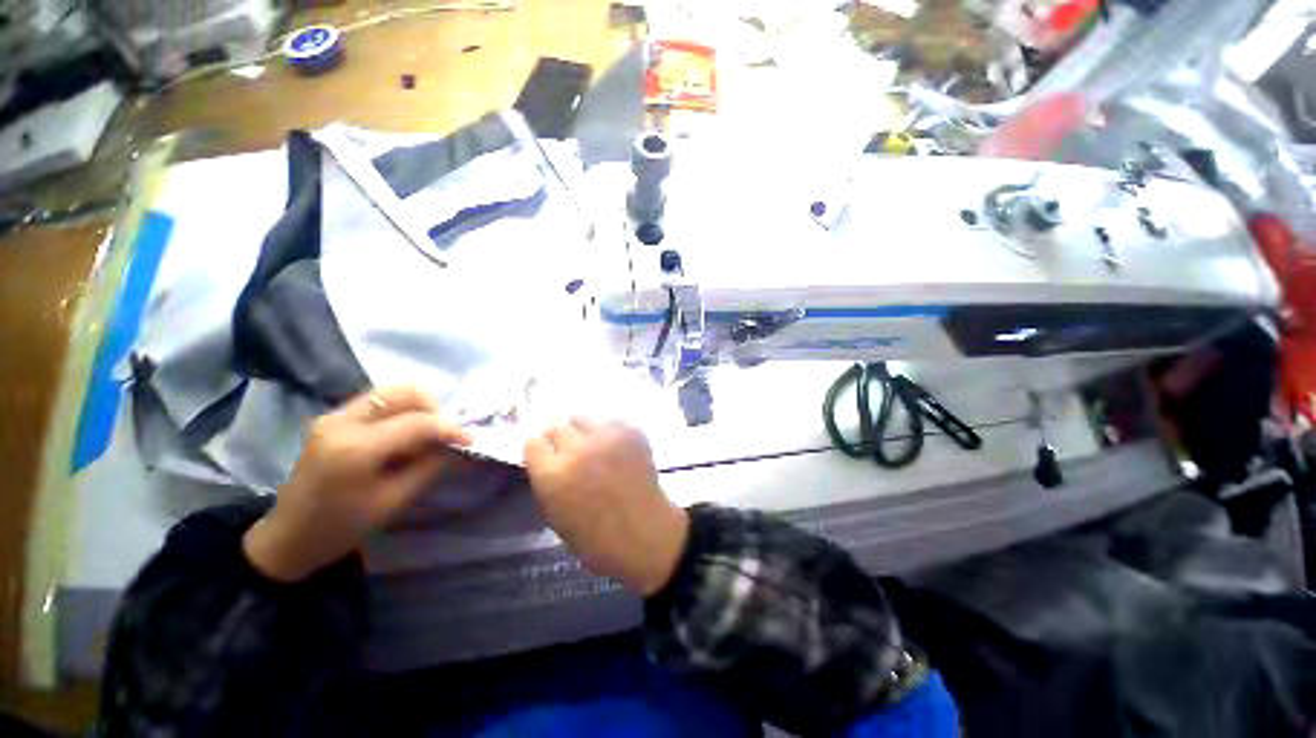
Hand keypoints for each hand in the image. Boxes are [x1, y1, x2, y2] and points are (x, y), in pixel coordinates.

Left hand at [243, 386, 471, 581]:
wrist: (289, 537)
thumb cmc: (342, 527)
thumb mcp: (393, 501)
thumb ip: (429, 466)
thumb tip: (456, 445)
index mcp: (355, 449)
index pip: (417, 423)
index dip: (450, 428)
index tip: (471, 438)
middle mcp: (342, 422)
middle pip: (403, 392)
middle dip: (434, 408)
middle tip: (445, 432)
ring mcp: (333, 416)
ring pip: (390, 392)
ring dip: (418, 407)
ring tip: (428, 432)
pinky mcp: (332, 418)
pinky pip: (378, 402)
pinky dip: (401, 411)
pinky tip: (406, 433)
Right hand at [524, 418, 687, 595]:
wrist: (644, 533)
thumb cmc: (595, 538)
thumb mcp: (555, 515)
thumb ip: (546, 481)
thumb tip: (545, 459)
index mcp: (552, 474)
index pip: (532, 443)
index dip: (539, 449)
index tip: (545, 454)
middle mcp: (577, 449)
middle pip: (557, 425)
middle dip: (559, 437)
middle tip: (569, 448)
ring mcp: (606, 437)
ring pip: (584, 419)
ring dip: (584, 431)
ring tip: (594, 446)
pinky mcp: (630, 431)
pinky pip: (611, 422)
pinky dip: (610, 433)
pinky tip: (617, 450)